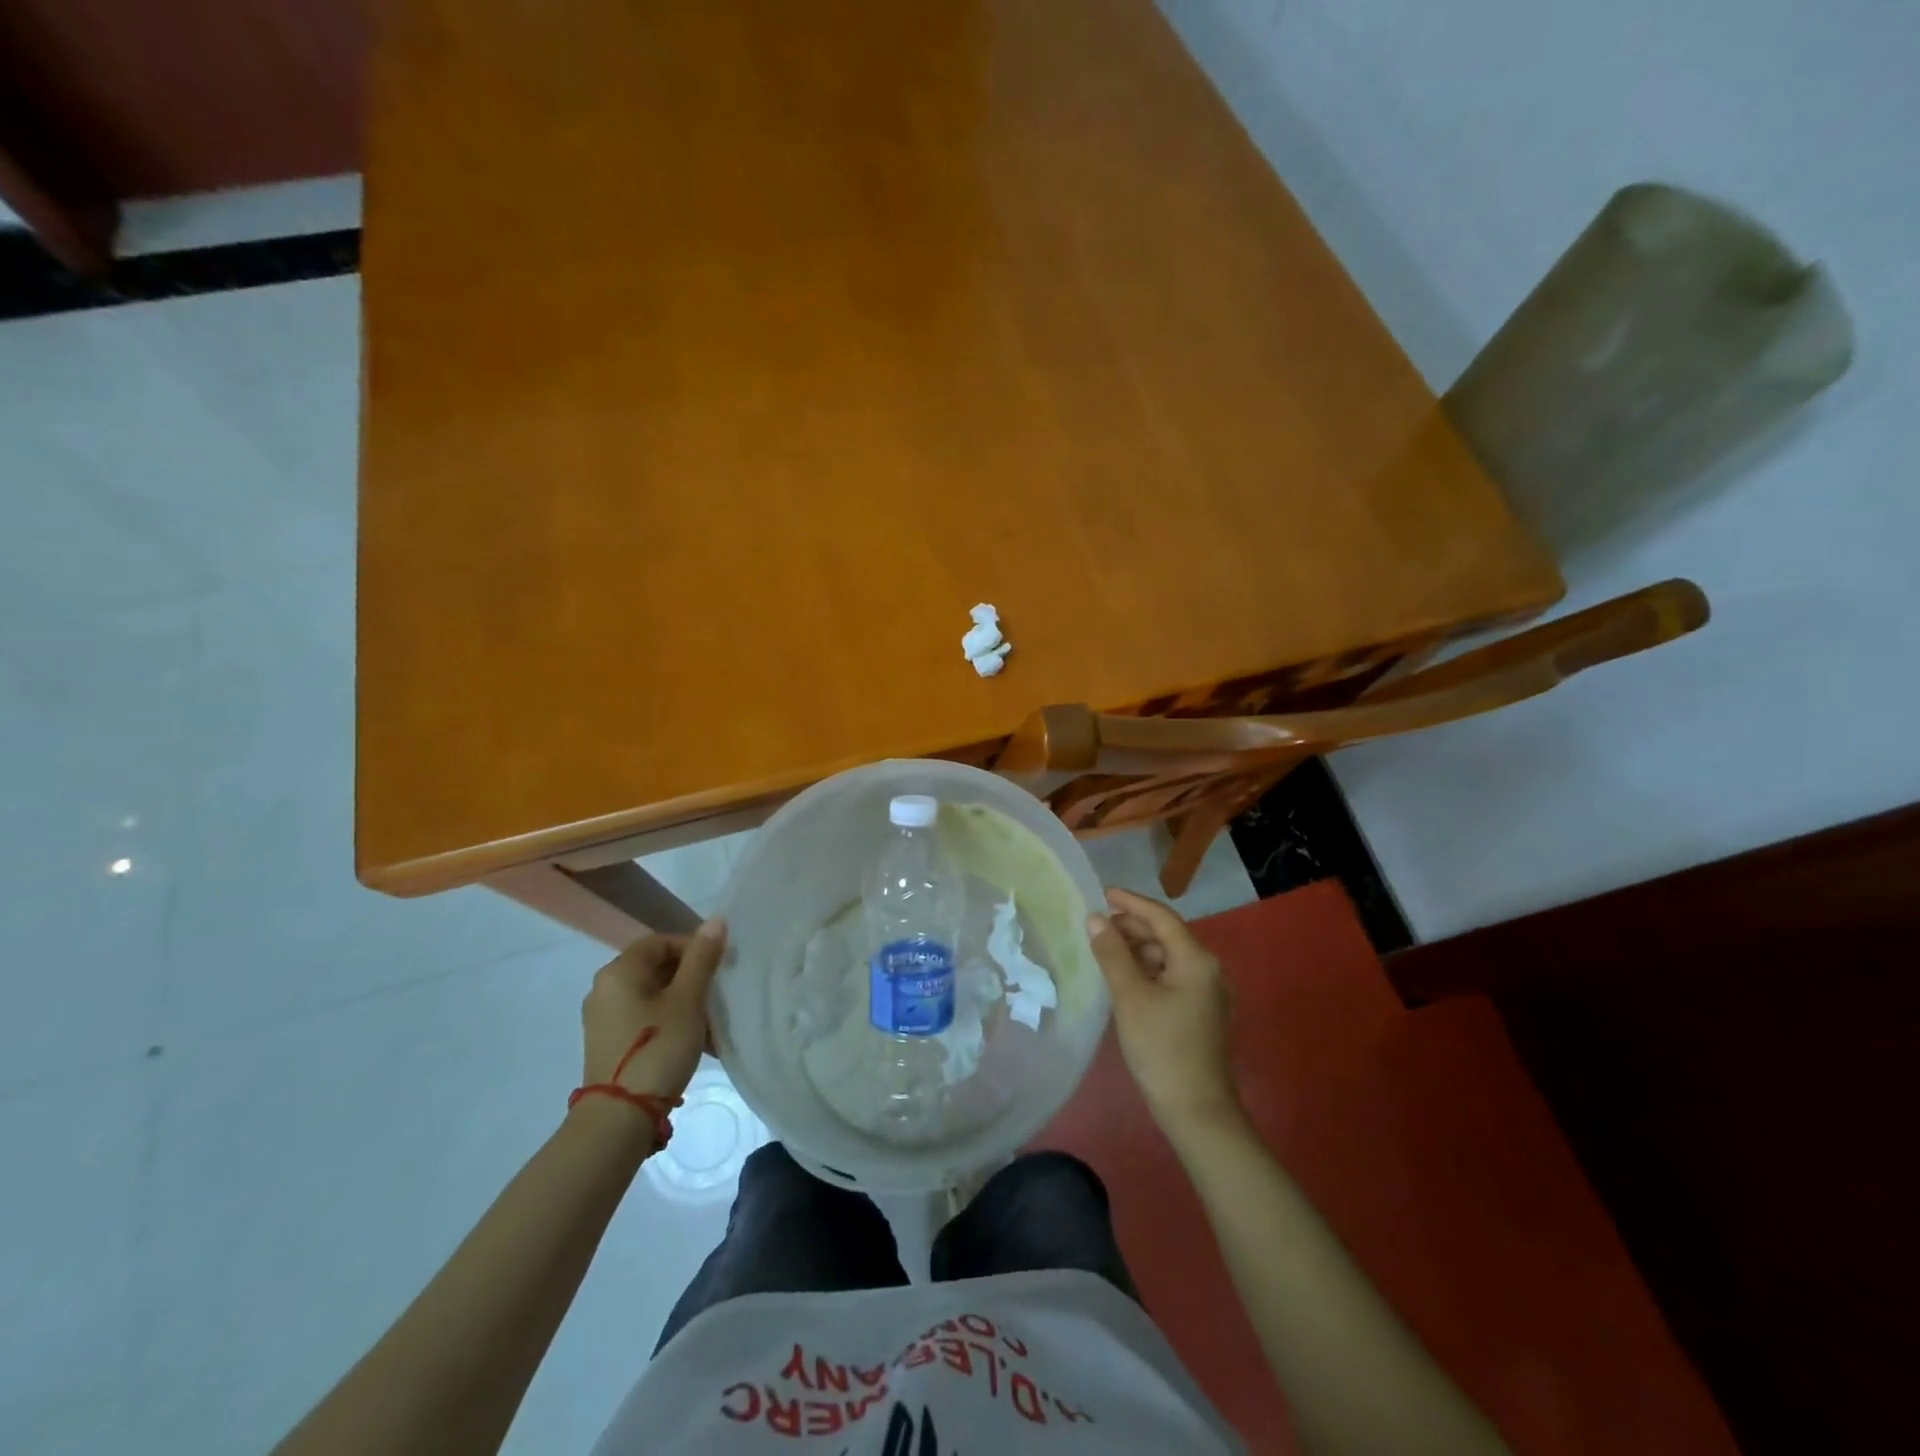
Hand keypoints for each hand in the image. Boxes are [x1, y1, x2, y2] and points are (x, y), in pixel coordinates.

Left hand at [579, 919, 726, 1103]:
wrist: (619, 1118)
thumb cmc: (657, 1048)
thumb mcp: (688, 1000)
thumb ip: (702, 958)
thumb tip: (716, 920)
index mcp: (620, 971)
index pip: (661, 940)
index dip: (694, 948)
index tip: (718, 969)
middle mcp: (604, 988)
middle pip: (656, 967)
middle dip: (691, 978)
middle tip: (716, 997)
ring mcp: (603, 1018)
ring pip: (653, 995)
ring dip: (683, 1003)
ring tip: (709, 1025)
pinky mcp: (607, 1042)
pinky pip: (643, 1018)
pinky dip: (668, 1021)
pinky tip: (691, 1043)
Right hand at [1086, 889, 1238, 1128]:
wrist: (1196, 1110)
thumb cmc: (1161, 1048)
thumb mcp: (1130, 997)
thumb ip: (1112, 954)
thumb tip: (1096, 919)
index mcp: (1196, 960)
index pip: (1161, 917)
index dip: (1131, 902)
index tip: (1103, 893)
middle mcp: (1207, 969)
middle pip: (1166, 935)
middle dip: (1132, 926)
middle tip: (1097, 924)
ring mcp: (1206, 992)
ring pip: (1167, 956)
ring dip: (1138, 948)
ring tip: (1105, 949)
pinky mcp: (1199, 1011)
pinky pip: (1170, 976)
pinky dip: (1146, 969)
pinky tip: (1124, 976)